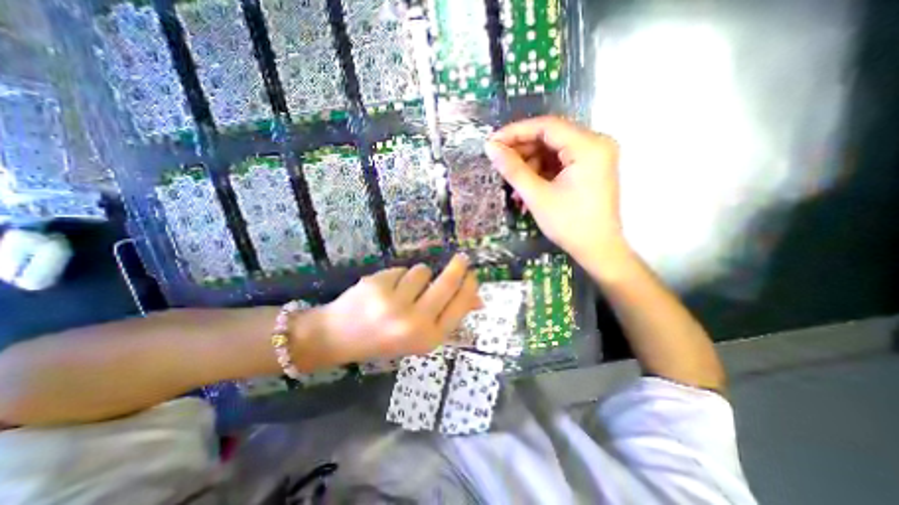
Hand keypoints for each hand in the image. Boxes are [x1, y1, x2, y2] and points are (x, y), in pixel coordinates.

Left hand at [313, 255, 480, 365]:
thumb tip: (479, 300)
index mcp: (428, 338)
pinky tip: (385, 290)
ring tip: (404, 289)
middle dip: (458, 267)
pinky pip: (401, 269)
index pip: (460, 305)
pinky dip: (398, 276)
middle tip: (462, 258)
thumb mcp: (421, 335)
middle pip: (447, 283)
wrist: (339, 338)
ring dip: (418, 276)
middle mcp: (413, 322)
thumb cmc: (386, 339)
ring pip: (422, 271)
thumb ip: (449, 316)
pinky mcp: (377, 285)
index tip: (472, 275)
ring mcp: (393, 303)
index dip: (469, 287)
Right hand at [486, 115, 626, 262]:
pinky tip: (526, 189)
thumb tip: (490, 147)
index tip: (492, 142)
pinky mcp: (590, 169)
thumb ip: (513, 169)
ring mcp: (594, 156)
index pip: (546, 126)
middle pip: (550, 137)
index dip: (515, 132)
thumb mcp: (537, 195)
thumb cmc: (569, 224)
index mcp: (589, 146)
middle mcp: (596, 143)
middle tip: (499, 164)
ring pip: (552, 151)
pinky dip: (541, 173)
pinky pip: (559, 163)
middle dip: (522, 152)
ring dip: (529, 166)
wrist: (597, 250)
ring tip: (513, 187)